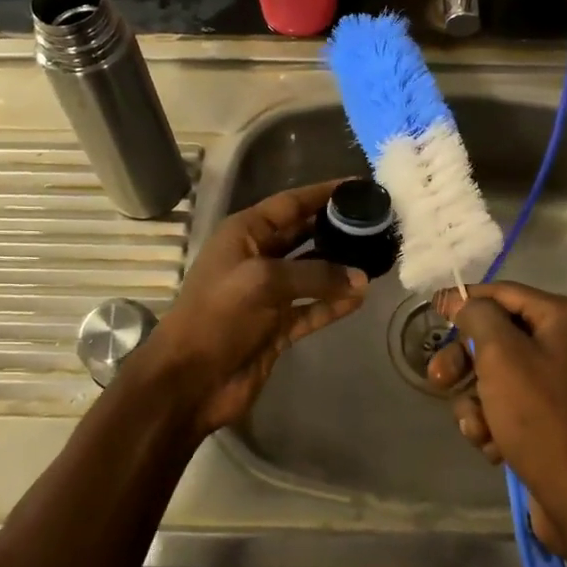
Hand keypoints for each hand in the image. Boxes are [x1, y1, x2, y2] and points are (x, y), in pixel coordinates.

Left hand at [142, 180, 369, 435]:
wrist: (189, 380)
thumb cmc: (218, 316)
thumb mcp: (263, 281)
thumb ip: (315, 274)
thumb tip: (361, 278)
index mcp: (243, 234)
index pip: (290, 204)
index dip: (323, 193)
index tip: (359, 186)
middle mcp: (256, 257)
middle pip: (303, 235)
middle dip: (336, 229)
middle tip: (377, 223)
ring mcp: (267, 294)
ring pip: (311, 273)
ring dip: (340, 268)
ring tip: (377, 258)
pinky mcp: (276, 327)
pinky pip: (312, 308)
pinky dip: (333, 303)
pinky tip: (361, 298)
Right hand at [428, 281, 566, 566]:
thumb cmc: (543, 419)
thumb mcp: (501, 356)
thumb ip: (478, 317)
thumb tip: (464, 302)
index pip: (504, 294)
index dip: (465, 301)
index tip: (431, 311)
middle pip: (499, 337)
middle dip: (465, 361)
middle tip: (437, 379)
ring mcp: (566, 385)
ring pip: (499, 376)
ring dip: (478, 401)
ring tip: (478, 429)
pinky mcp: (557, 421)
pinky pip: (513, 407)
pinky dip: (496, 423)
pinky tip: (493, 446)